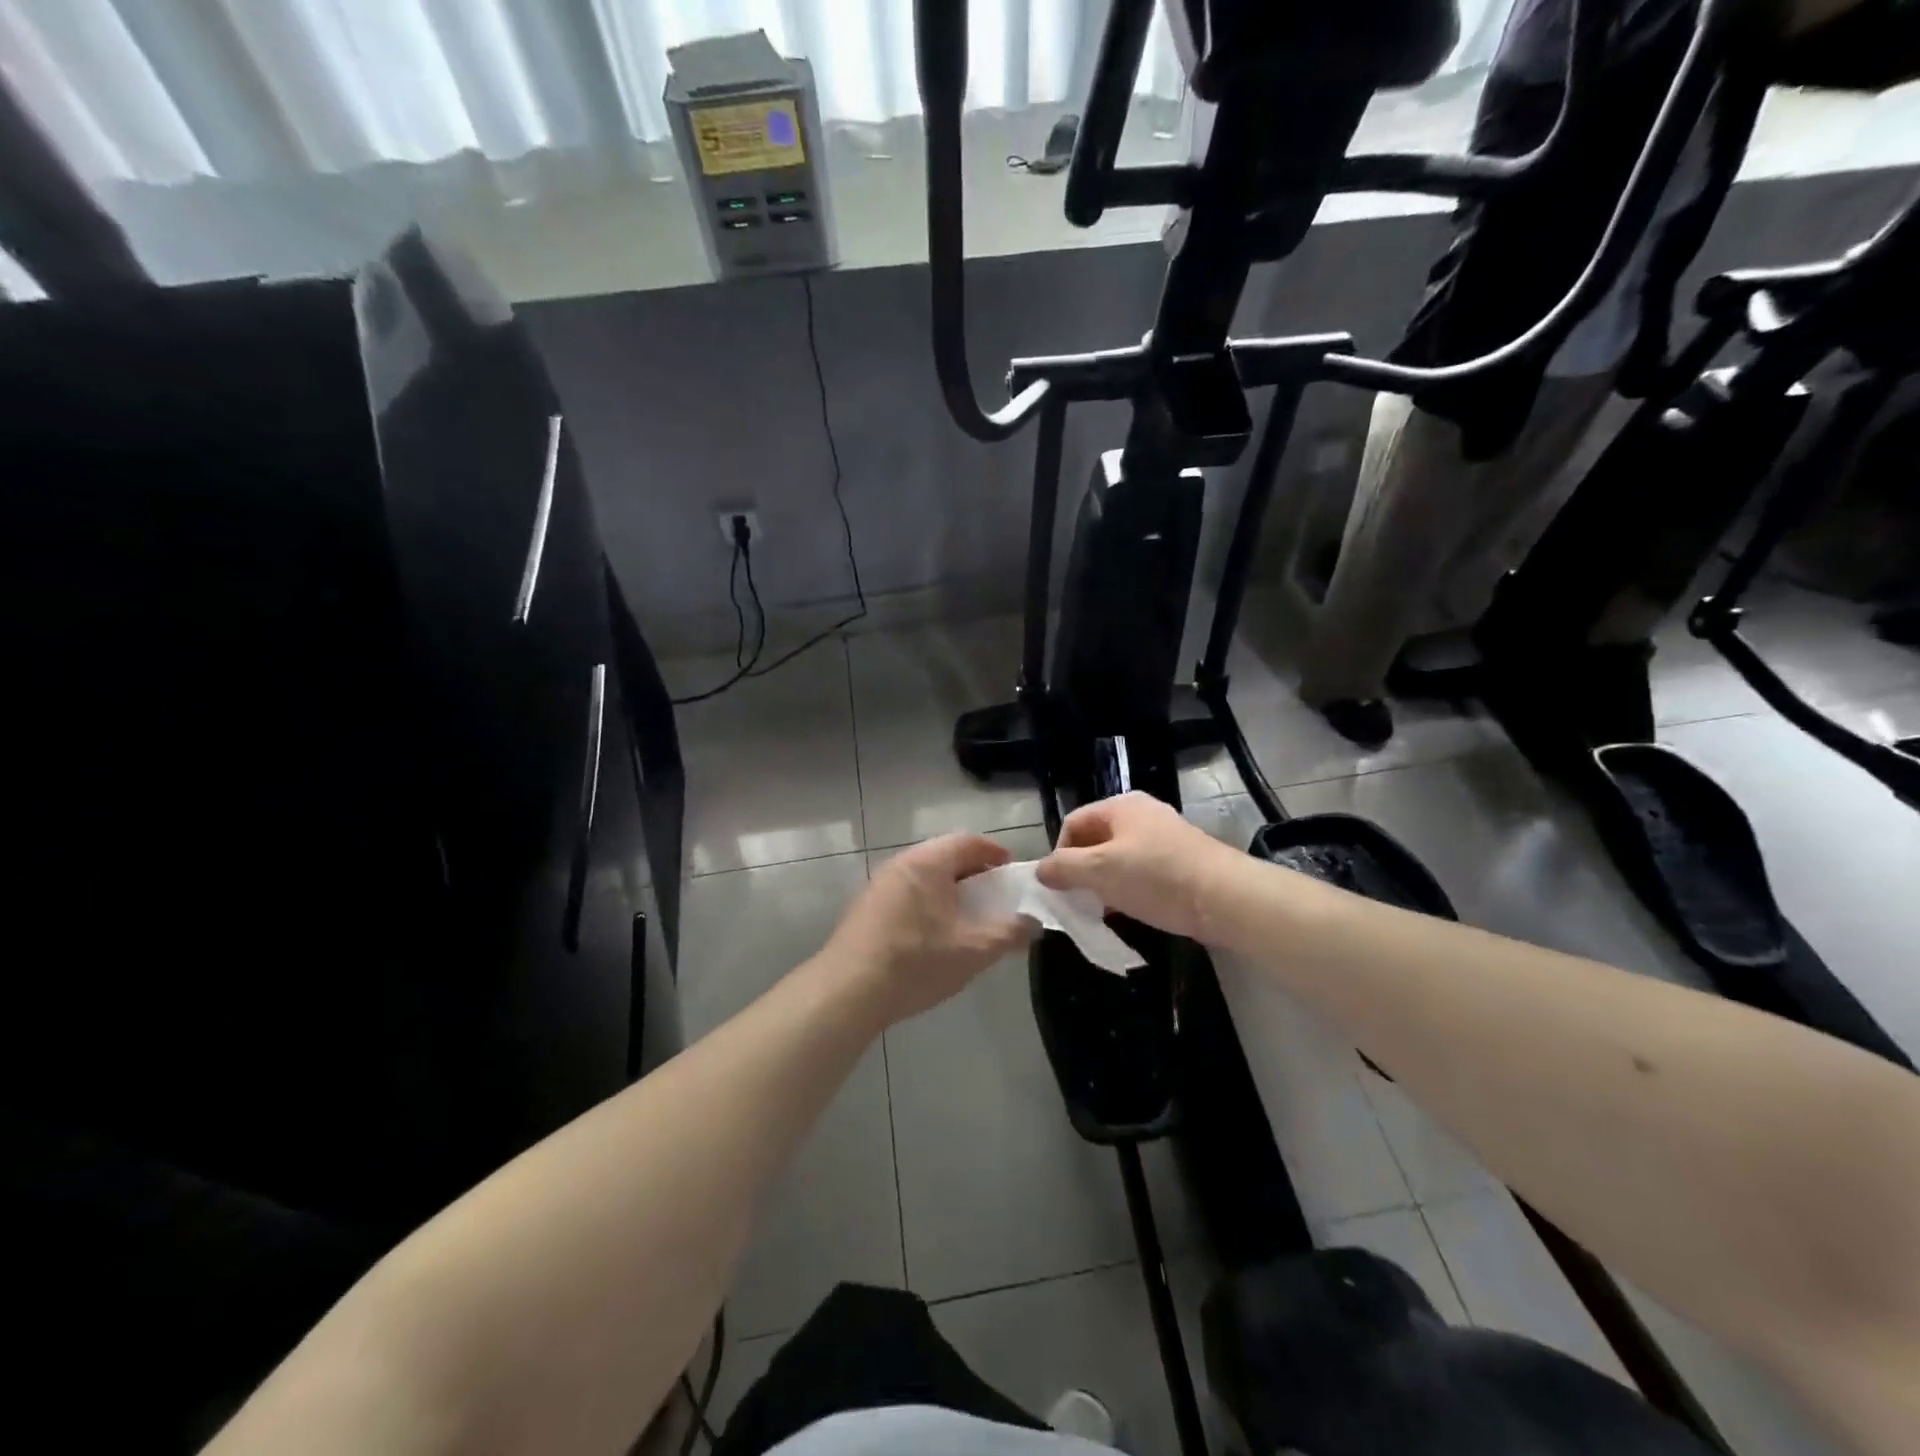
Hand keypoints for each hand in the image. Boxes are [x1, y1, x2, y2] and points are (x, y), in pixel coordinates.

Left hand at [822, 833, 1031, 1026]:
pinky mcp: (865, 908)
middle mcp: (900, 864)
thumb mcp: (974, 950)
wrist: (848, 991)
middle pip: (944, 856)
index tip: (1011, 871)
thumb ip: (1009, 933)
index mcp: (927, 863)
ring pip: (923, 876)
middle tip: (993, 897)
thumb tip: (1032, 923)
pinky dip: (927, 903)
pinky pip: (906, 893)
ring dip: (948, 890)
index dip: (994, 852)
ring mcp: (878, 885)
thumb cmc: (916, 962)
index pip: (967, 841)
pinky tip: (933, 934)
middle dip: (972, 873)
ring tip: (966, 917)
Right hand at [1036, 791, 1242, 942]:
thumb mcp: (1100, 871)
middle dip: (1082, 869)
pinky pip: (1141, 870)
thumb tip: (1041, 870)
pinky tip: (1132, 909)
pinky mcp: (1181, 860)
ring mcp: (1164, 836)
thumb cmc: (1156, 877)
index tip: (1061, 886)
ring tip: (1105, 909)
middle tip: (1080, 899)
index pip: (1073, 823)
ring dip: (1105, 882)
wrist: (1225, 897)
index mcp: (1120, 806)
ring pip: (1118, 856)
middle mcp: (1142, 813)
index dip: (1060, 853)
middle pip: (1096, 838)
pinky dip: (1129, 888)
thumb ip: (1063, 868)